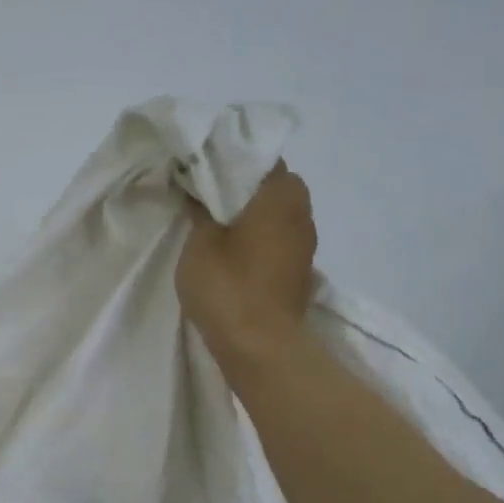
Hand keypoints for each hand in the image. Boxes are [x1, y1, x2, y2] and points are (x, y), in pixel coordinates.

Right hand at [176, 165, 317, 370]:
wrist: (261, 346)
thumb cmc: (228, 286)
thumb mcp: (200, 242)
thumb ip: (200, 209)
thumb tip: (198, 188)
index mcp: (280, 194)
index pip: (258, 156)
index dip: (229, 158)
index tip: (202, 164)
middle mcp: (301, 211)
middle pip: (272, 183)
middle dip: (242, 184)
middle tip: (206, 192)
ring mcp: (305, 242)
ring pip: (277, 211)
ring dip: (252, 212)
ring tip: (217, 219)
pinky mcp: (300, 268)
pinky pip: (279, 236)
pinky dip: (259, 234)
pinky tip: (233, 246)